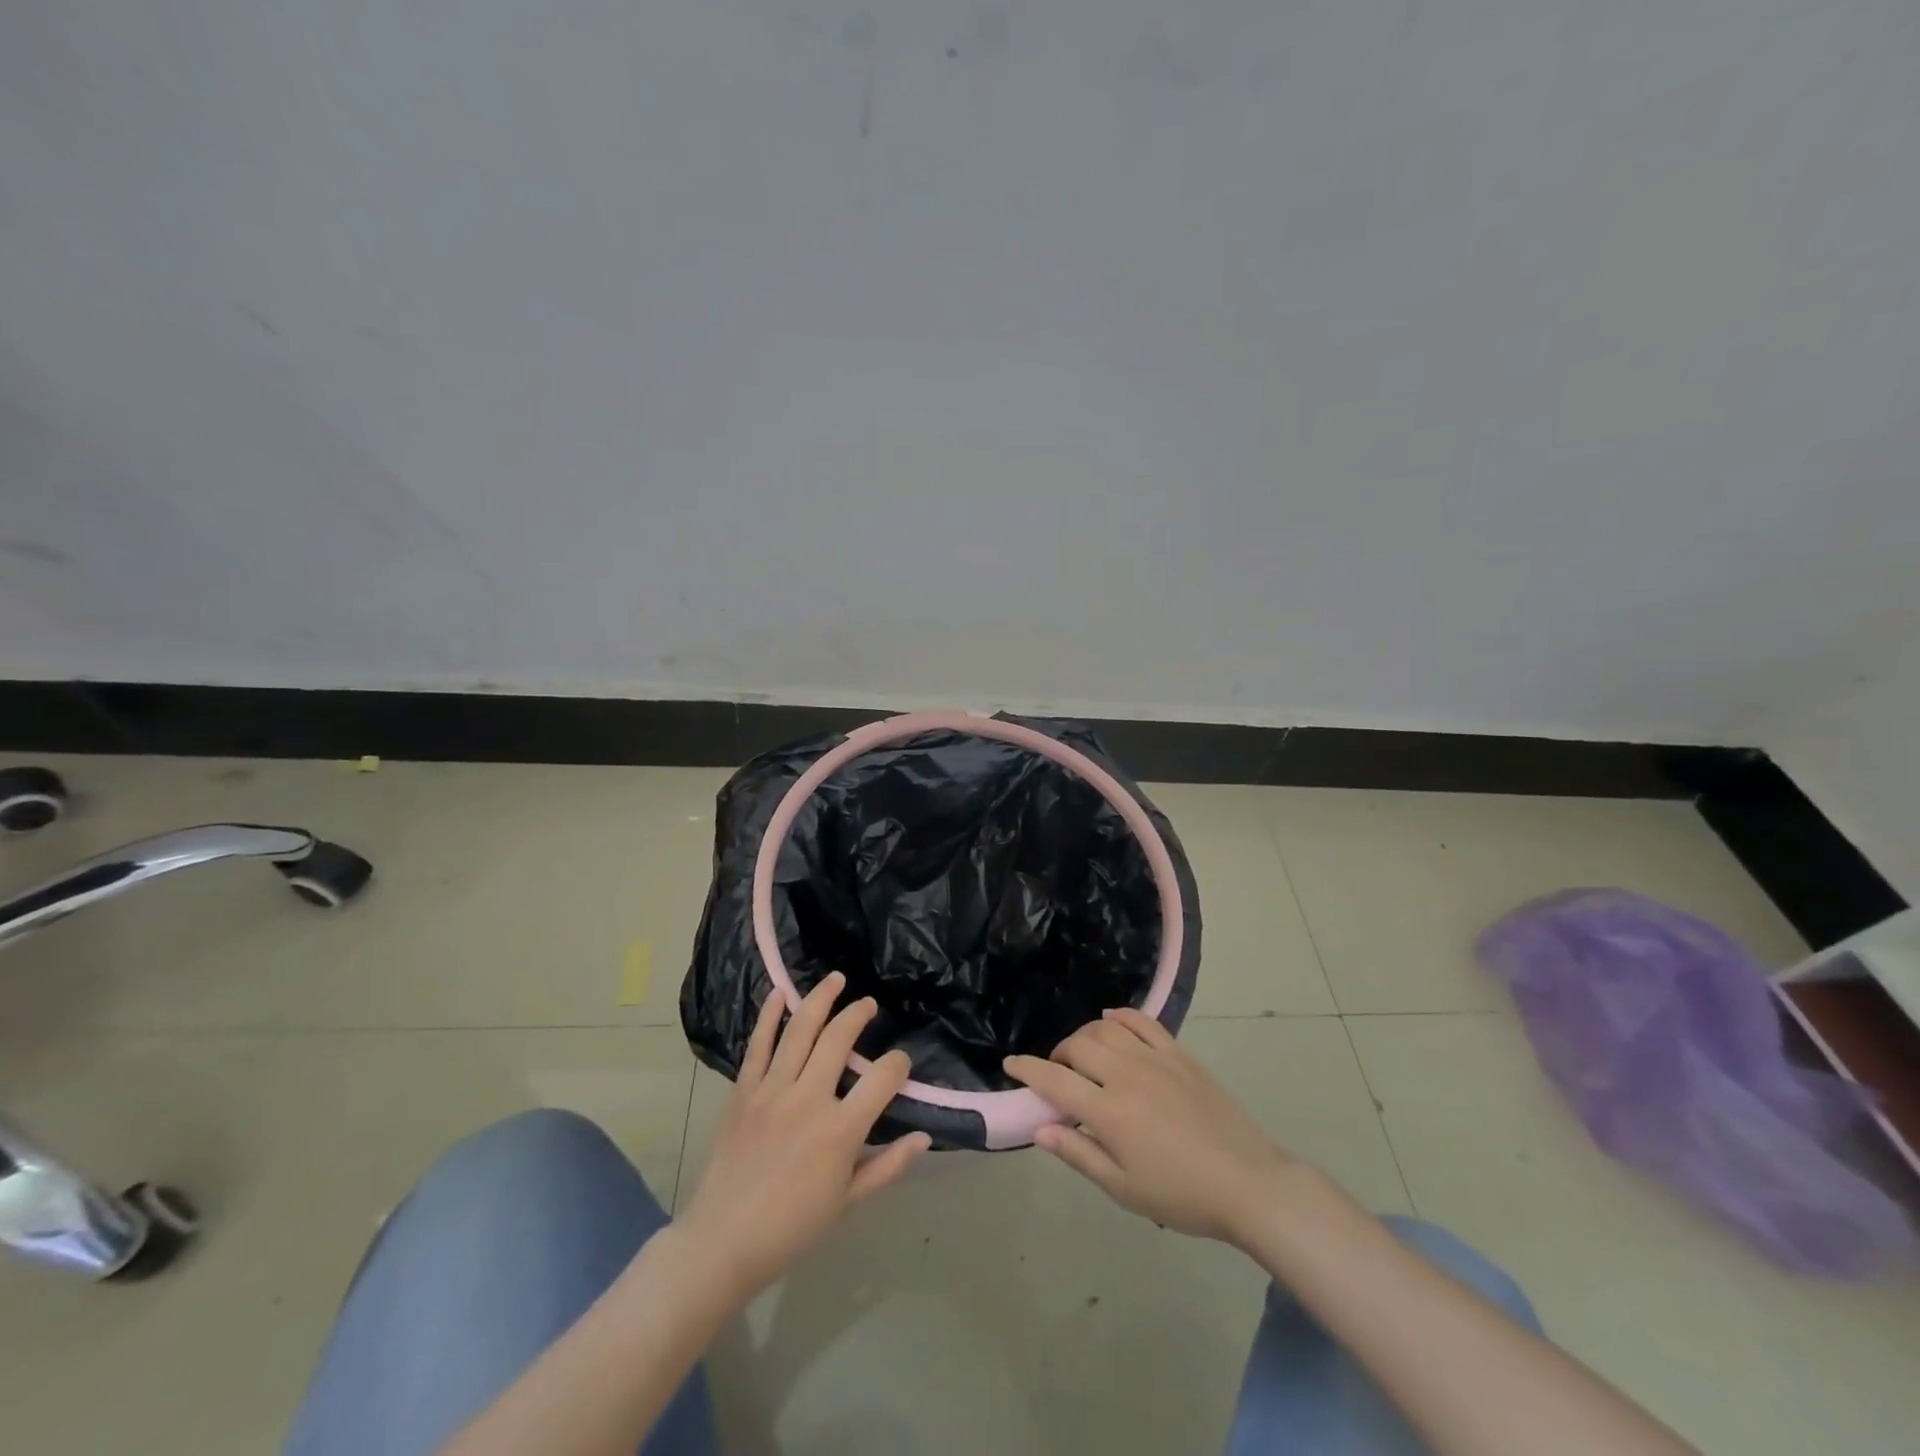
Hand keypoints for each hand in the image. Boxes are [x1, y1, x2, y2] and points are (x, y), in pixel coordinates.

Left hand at [678, 972, 930, 1300]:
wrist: (723, 1241)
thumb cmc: (792, 1226)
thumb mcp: (848, 1201)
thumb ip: (888, 1165)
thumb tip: (924, 1137)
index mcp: (840, 1131)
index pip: (882, 1077)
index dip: (898, 1064)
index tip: (900, 1063)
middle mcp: (808, 1099)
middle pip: (839, 1039)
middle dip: (858, 1014)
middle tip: (868, 1005)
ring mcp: (772, 1091)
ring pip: (800, 1030)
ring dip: (820, 998)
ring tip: (836, 979)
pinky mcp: (744, 1091)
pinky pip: (758, 1044)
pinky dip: (769, 1015)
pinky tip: (780, 992)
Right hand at [1005, 1007, 1296, 1243]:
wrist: (1248, 1184)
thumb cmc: (1182, 1195)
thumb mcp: (1124, 1189)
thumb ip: (1079, 1154)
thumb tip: (1040, 1128)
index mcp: (1109, 1112)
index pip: (1055, 1080)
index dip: (1027, 1069)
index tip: (1010, 1064)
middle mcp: (1126, 1075)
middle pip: (1078, 1047)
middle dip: (1058, 1055)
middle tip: (1057, 1074)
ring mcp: (1155, 1059)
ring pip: (1106, 1029)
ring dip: (1085, 1036)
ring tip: (1084, 1054)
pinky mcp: (1179, 1054)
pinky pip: (1143, 1022)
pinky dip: (1121, 1016)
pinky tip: (1111, 1020)